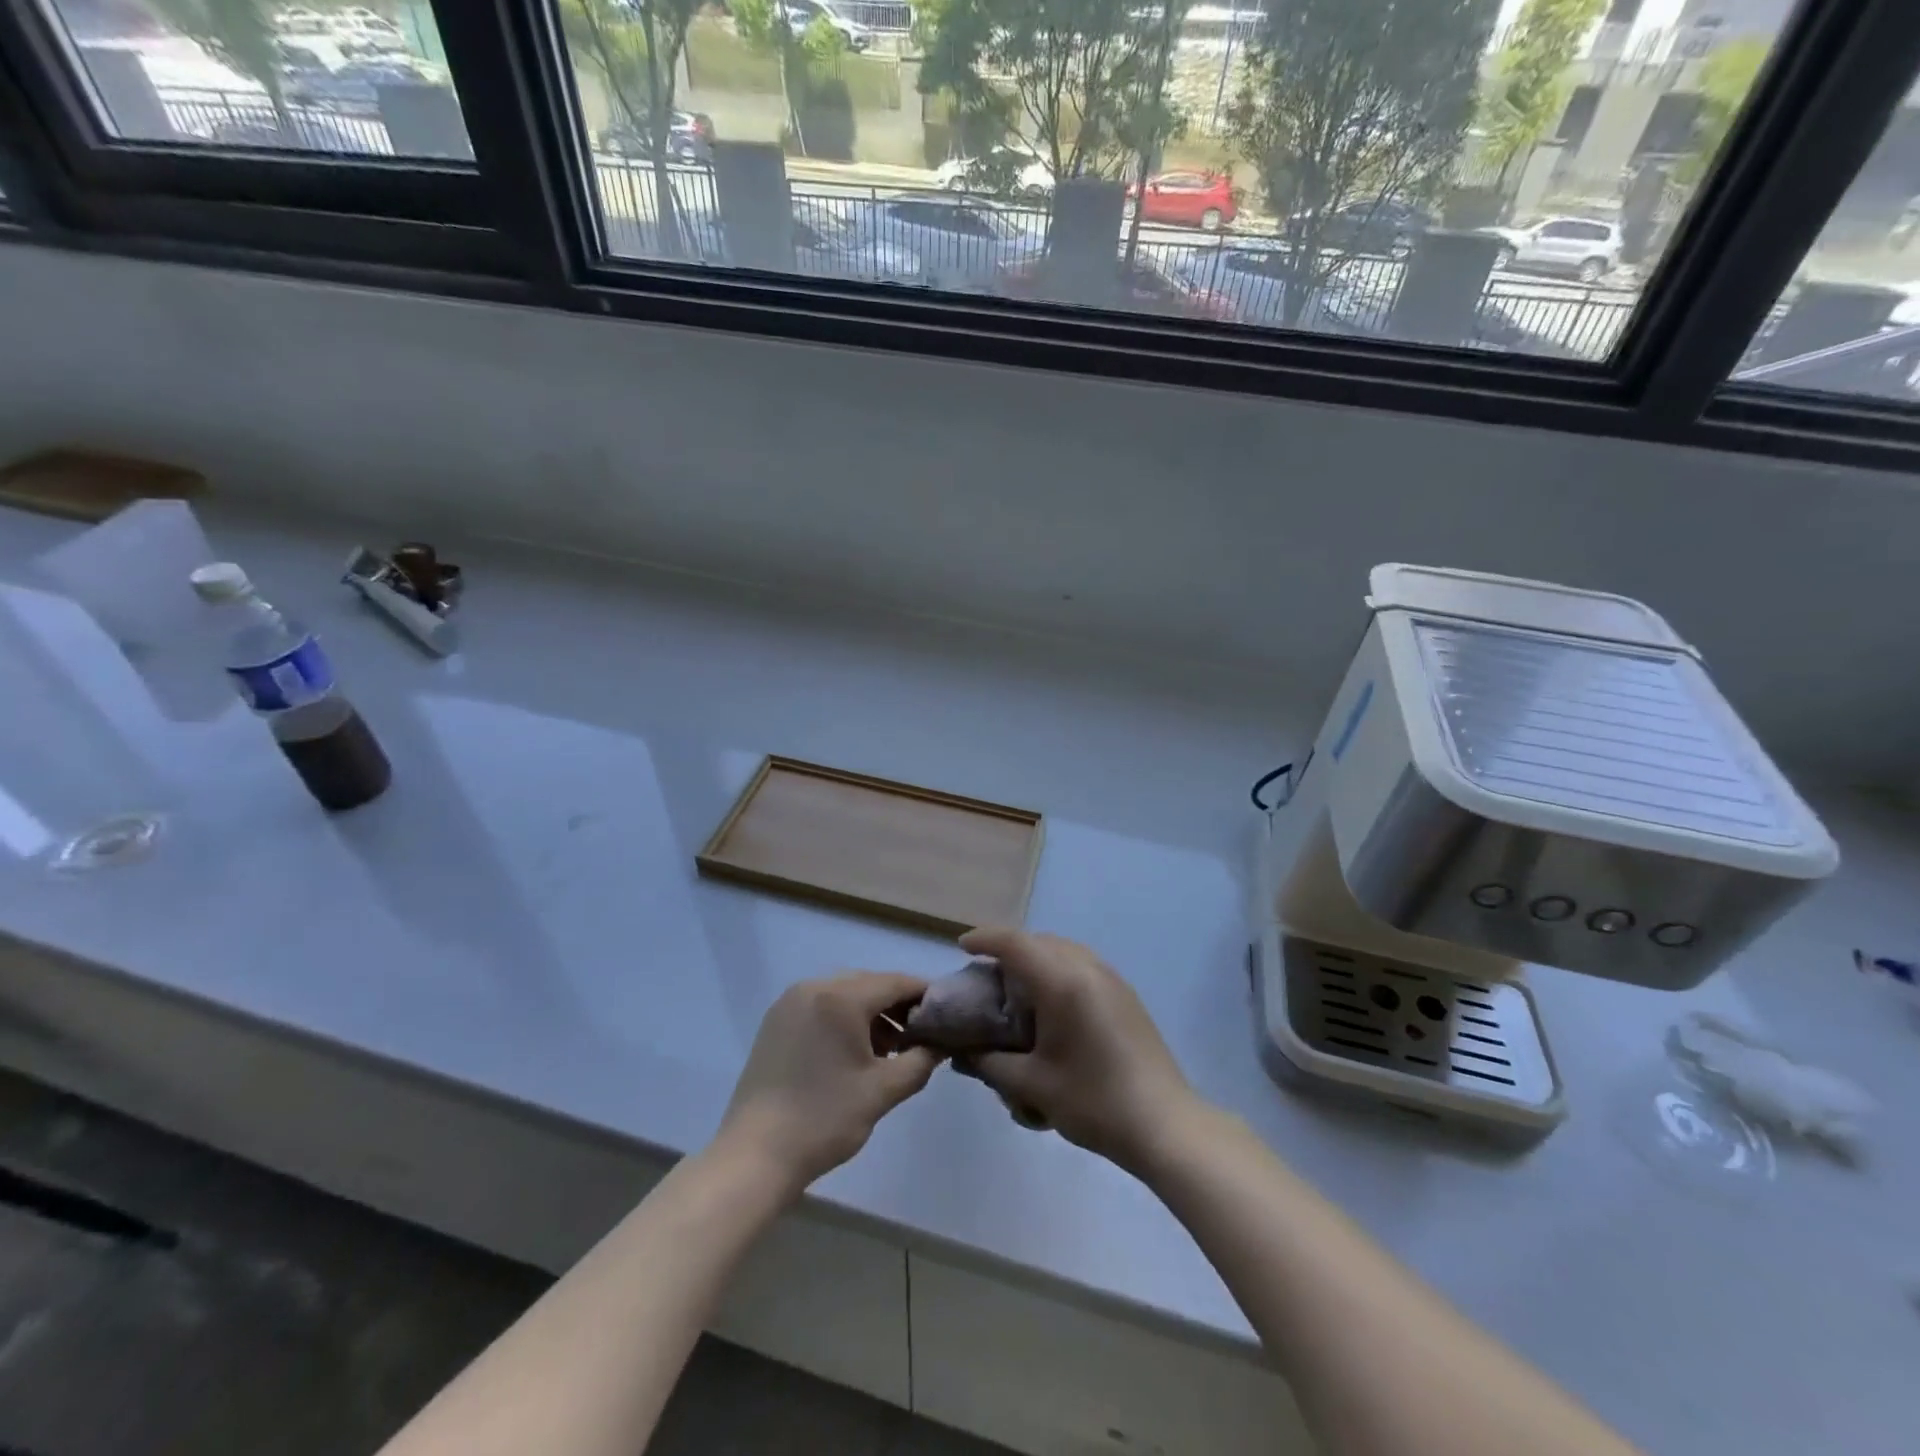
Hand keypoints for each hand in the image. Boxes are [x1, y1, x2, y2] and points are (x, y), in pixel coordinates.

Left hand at [716, 972, 939, 1197]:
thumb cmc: (824, 1120)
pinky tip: (854, 1053)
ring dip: (871, 1014)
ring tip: (890, 1050)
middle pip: (869, 984)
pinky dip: (844, 1020)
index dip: (924, 995)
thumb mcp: (882, 1092)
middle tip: (920, 1037)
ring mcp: (789, 1003)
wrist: (755, 1156)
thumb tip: (941, 1044)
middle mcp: (813, 987)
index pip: (895, 982)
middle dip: (898, 1006)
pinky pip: (821, 1006)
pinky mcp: (776, 1022)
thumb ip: (920, 1061)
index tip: (946, 1016)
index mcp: (840, 997)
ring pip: (844, 994)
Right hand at [961, 928, 1197, 1173]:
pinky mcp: (1126, 995)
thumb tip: (964, 1051)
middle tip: (987, 974)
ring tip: (1018, 986)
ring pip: (1064, 950)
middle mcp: (1088, 968)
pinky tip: (1053, 1005)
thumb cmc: (1093, 1102)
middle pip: (1040, 941)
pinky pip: (1083, 965)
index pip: (1015, 943)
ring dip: (1037, 958)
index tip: (962, 947)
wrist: (1164, 1124)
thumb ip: (990, 1062)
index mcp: (1062, 983)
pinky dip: (1059, 970)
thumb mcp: (1032, 1085)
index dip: (985, 939)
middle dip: (1010, 949)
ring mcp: (1112, 979)